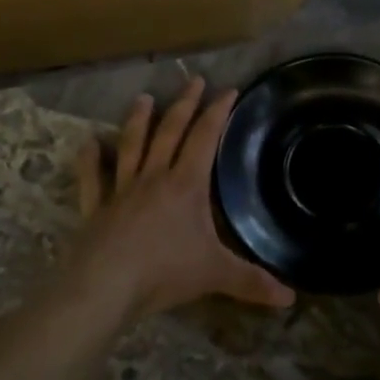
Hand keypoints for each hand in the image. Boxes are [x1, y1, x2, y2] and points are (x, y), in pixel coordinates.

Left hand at [73, 78, 295, 320]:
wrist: (107, 285)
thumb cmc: (164, 272)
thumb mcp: (215, 274)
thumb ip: (252, 282)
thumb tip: (290, 297)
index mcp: (185, 185)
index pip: (204, 139)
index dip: (217, 113)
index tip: (228, 90)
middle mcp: (153, 178)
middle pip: (169, 133)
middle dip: (183, 105)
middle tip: (192, 81)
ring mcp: (121, 190)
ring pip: (131, 146)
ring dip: (138, 121)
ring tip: (142, 98)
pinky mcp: (96, 208)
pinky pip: (92, 179)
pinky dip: (90, 160)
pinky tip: (88, 143)